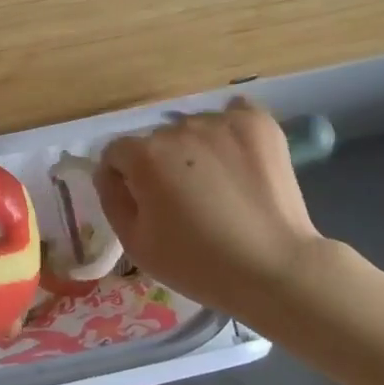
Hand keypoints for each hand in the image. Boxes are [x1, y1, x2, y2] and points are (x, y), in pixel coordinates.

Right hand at [94, 101, 325, 315]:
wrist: (275, 269)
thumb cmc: (198, 264)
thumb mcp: (136, 244)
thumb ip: (111, 199)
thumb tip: (108, 172)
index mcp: (145, 155)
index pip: (117, 153)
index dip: (125, 179)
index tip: (146, 205)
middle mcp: (179, 129)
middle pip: (157, 141)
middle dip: (163, 165)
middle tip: (187, 203)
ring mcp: (221, 122)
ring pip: (194, 130)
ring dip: (196, 151)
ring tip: (220, 187)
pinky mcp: (258, 123)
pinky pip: (233, 115)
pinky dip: (232, 133)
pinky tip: (240, 160)